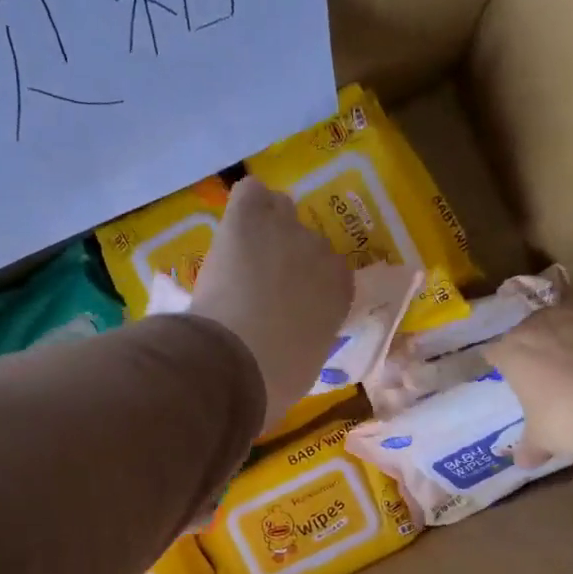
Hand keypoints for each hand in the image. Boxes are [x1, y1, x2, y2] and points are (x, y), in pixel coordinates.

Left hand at [189, 177, 351, 434]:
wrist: (239, 363)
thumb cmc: (277, 381)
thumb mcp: (305, 367)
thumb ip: (306, 342)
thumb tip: (293, 347)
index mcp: (340, 293)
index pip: (332, 273)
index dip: (307, 284)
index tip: (288, 301)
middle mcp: (322, 253)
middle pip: (307, 240)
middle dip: (285, 258)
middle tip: (259, 284)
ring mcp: (287, 230)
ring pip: (280, 210)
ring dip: (265, 227)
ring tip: (242, 253)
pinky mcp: (250, 217)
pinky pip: (252, 192)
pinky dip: (243, 206)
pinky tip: (231, 226)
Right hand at [486, 287, 572, 473]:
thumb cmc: (572, 421)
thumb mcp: (545, 439)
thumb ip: (529, 446)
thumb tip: (522, 461)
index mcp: (513, 351)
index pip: (496, 352)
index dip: (504, 364)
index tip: (514, 377)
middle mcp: (540, 321)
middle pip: (531, 328)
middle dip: (538, 344)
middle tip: (553, 369)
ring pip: (567, 313)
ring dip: (571, 328)